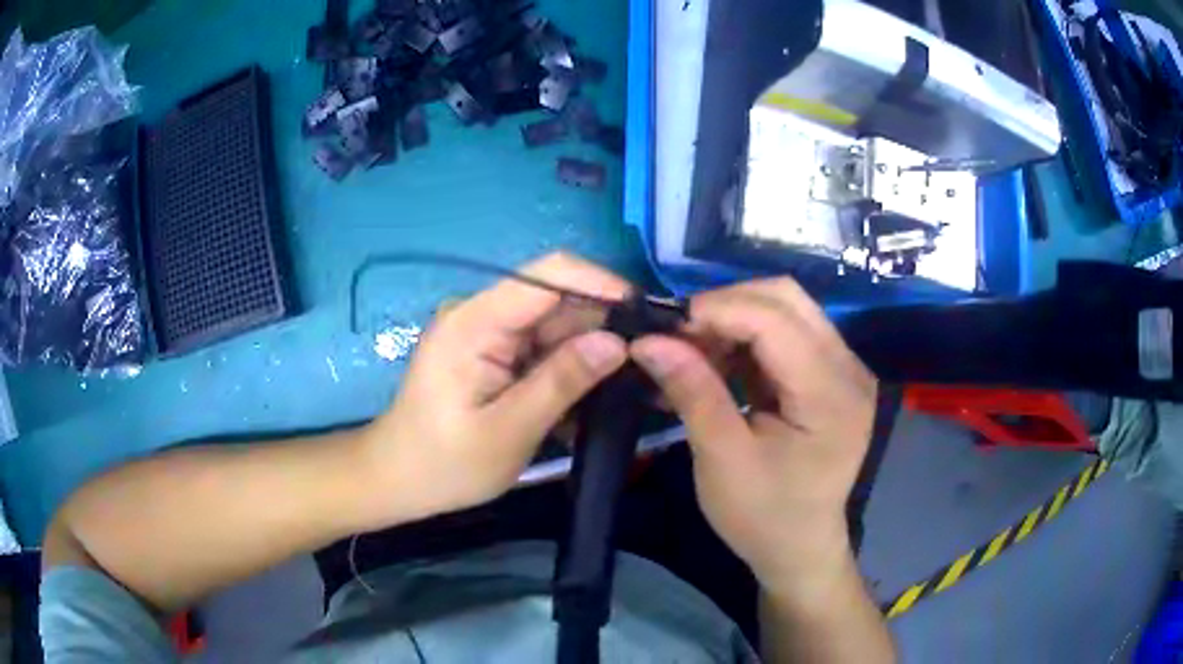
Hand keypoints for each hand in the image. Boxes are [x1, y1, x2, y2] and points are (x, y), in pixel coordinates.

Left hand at [359, 253, 629, 525]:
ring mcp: (489, 333)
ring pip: (557, 325)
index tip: (647, 315)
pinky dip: (573, 366)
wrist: (399, 480)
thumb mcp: (508, 431)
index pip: (547, 276)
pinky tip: (599, 391)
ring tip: (635, 378)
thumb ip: (562, 382)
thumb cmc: (445, 463)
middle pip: (557, 299)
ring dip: (593, 349)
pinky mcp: (495, 353)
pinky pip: (544, 348)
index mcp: (476, 322)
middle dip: (605, 322)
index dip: (601, 284)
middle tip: (652, 358)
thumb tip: (618, 342)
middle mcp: (483, 315)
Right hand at [630, 278, 876, 591]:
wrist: (800, 548)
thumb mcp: (721, 460)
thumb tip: (647, 340)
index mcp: (830, 394)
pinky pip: (788, 333)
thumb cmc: (763, 516)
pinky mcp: (832, 375)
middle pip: (787, 298)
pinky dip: (747, 338)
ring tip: (694, 352)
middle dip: (726, 306)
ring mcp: (844, 369)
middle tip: (680, 337)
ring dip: (735, 320)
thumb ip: (692, 392)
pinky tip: (718, 363)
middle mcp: (848, 368)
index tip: (664, 329)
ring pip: (786, 309)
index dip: (716, 310)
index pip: (774, 319)